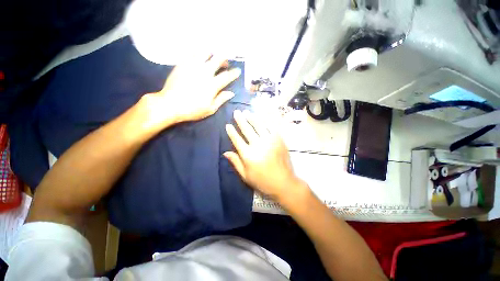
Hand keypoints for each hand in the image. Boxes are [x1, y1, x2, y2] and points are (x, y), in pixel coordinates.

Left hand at [141, 55, 240, 126]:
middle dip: (225, 58)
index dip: (234, 73)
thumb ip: (221, 99)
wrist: (170, 104)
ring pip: (205, 52)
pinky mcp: (182, 63)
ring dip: (212, 53)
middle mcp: (204, 72)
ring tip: (213, 58)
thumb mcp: (210, 109)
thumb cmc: (192, 110)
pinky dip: (199, 53)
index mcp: (213, 85)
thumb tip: (231, 93)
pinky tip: (200, 57)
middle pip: (218, 59)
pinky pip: (192, 53)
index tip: (238, 71)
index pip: (227, 76)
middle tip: (225, 63)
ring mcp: (193, 66)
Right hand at [224, 110, 308, 202]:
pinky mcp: (279, 140)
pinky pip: (271, 127)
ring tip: (247, 112)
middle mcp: (258, 145)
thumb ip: (235, 162)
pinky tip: (261, 117)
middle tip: (236, 112)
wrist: (284, 183)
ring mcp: (269, 141)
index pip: (237, 140)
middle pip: (247, 130)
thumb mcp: (245, 176)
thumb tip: (225, 152)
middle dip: (240, 120)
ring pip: (258, 126)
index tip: (228, 125)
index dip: (232, 132)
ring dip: (252, 118)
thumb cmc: (262, 181)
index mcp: (248, 155)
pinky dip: (265, 121)